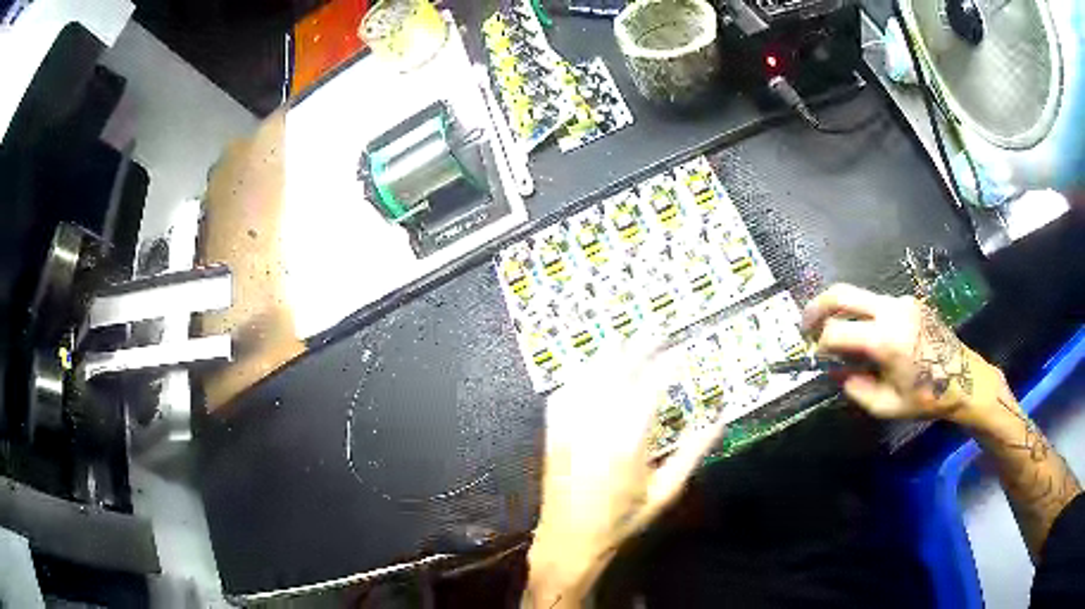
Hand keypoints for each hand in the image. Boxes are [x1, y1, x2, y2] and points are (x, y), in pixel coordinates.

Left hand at [525, 338, 726, 606]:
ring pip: (588, 379)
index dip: (665, 365)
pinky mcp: (553, 434)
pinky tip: (589, 371)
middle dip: (637, 349)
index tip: (679, 352)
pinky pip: (563, 395)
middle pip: (617, 375)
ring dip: (607, 356)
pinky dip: (578, 377)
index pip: (649, 388)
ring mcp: (569, 428)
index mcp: (627, 442)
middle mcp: (595, 427)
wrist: (569, 540)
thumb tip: (719, 422)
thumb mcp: (664, 493)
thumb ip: (691, 454)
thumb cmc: (621, 520)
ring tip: (624, 340)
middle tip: (654, 333)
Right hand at [801, 283, 998, 424]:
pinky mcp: (909, 301)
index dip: (820, 346)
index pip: (837, 332)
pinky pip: (877, 304)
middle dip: (817, 307)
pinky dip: (864, 317)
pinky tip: (870, 339)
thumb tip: (836, 373)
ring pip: (859, 296)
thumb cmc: (926, 397)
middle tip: (806, 325)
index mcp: (885, 339)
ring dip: (843, 314)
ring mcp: (901, 301)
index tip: (817, 360)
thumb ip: (855, 388)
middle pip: (842, 293)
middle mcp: (891, 310)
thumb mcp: (886, 405)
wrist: (963, 377)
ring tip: (842, 340)